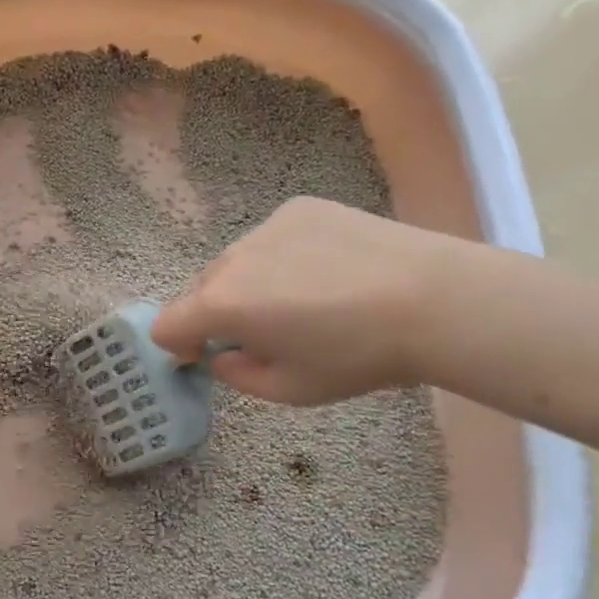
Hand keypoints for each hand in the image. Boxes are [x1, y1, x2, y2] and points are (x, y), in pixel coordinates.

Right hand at [150, 196, 461, 404]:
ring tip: (305, 298)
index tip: (206, 356)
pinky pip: (271, 238)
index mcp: (221, 305)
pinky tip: (327, 270)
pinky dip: (281, 257)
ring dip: (250, 283)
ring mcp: (265, 227)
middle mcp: (231, 258)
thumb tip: (223, 355)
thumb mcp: (290, 390)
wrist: (432, 299)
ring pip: (237, 262)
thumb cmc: (355, 355)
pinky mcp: (299, 208)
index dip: (178, 345)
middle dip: (217, 314)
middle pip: (200, 290)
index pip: (166, 324)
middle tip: (265, 333)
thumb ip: (237, 376)